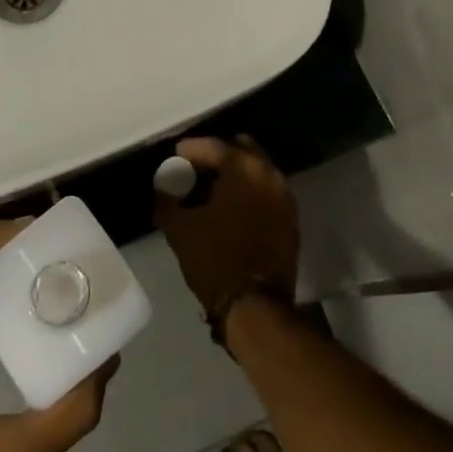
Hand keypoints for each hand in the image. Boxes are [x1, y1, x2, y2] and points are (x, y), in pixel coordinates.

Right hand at [155, 137, 300, 330]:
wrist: (256, 305)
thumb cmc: (215, 260)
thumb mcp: (180, 230)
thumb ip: (167, 202)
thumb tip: (162, 190)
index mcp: (243, 168)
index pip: (214, 146)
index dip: (192, 149)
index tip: (176, 155)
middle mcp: (269, 173)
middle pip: (241, 149)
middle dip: (219, 155)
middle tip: (197, 168)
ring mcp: (284, 196)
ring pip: (257, 170)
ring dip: (236, 174)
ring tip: (213, 189)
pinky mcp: (290, 218)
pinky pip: (267, 191)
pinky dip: (250, 192)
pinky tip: (232, 208)